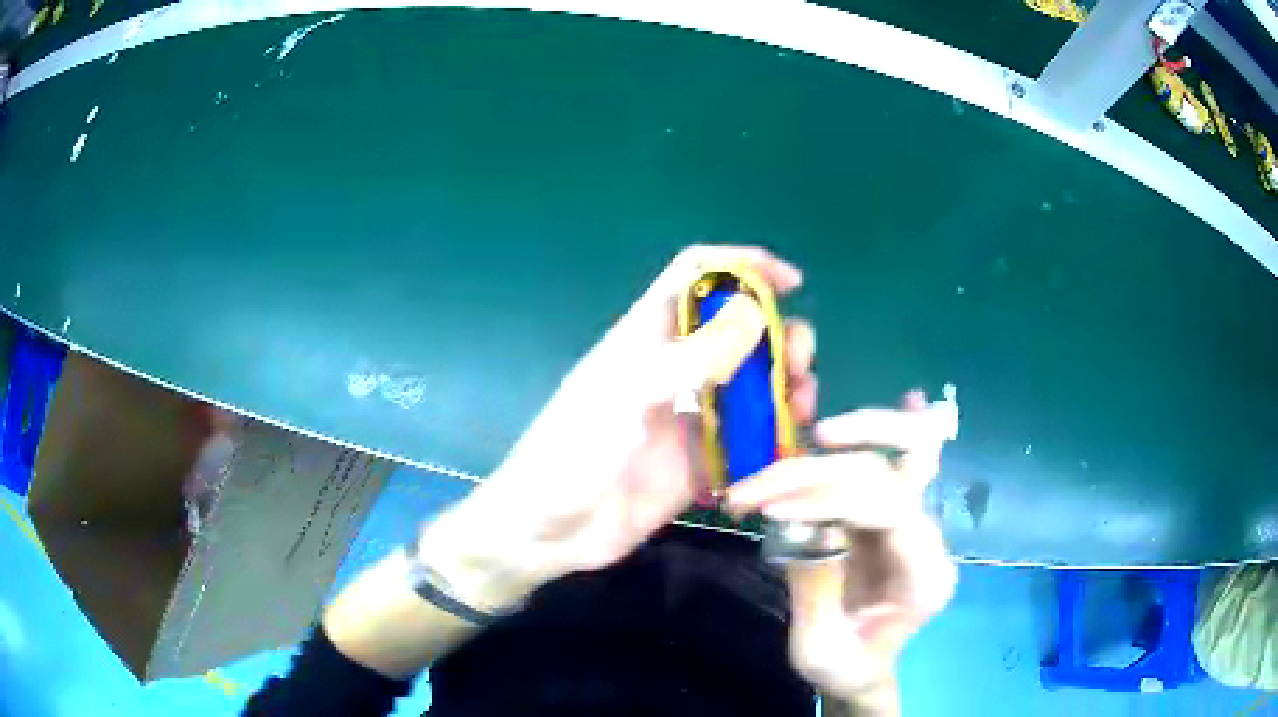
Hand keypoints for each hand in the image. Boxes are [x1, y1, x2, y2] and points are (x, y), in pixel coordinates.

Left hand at [419, 246, 813, 609]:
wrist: (547, 531)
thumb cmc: (571, 454)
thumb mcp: (625, 398)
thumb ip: (687, 358)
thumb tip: (754, 313)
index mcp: (647, 339)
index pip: (696, 276)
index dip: (742, 265)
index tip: (791, 281)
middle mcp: (674, 372)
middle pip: (737, 333)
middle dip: (777, 336)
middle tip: (799, 363)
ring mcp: (688, 419)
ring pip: (750, 388)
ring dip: (783, 389)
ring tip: (802, 407)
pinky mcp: (697, 465)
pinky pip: (747, 443)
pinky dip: (772, 440)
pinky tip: (787, 451)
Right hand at [726, 392, 957, 713]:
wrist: (863, 668)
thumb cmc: (844, 667)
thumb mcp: (818, 649)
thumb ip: (815, 589)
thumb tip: (799, 521)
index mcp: (923, 578)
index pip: (889, 511)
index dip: (829, 497)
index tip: (770, 507)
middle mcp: (928, 539)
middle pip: (891, 473)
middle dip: (818, 472)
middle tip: (760, 484)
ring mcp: (915, 522)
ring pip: (898, 456)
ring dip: (841, 446)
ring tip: (797, 449)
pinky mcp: (894, 514)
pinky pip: (908, 461)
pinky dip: (902, 432)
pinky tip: (915, 398)